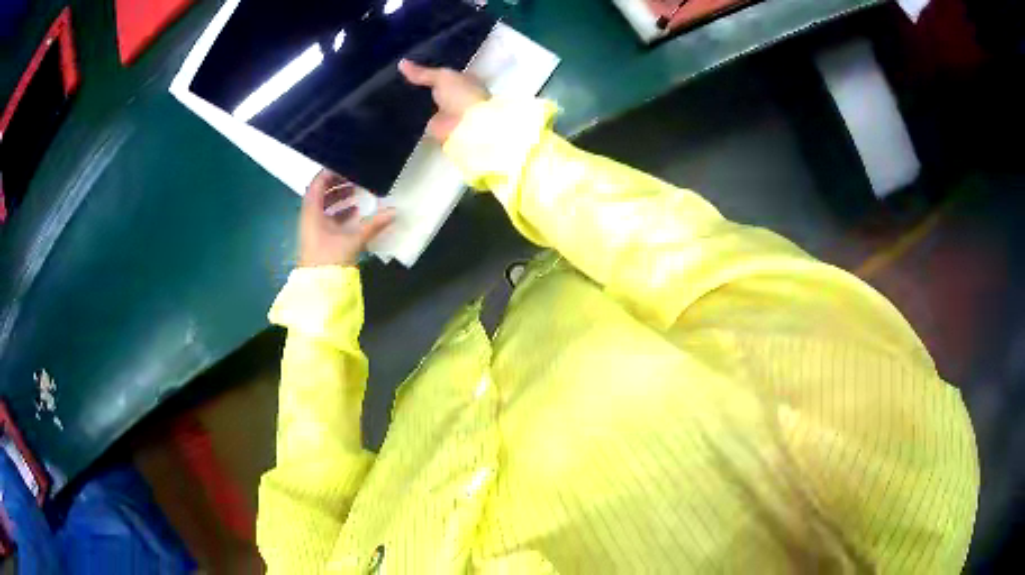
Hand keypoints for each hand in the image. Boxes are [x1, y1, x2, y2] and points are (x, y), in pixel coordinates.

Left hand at [299, 170, 394, 266]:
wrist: (318, 288)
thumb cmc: (330, 259)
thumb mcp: (353, 240)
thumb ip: (373, 225)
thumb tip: (394, 212)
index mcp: (312, 212)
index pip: (318, 183)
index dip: (331, 172)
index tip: (348, 166)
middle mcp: (310, 217)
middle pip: (321, 193)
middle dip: (338, 184)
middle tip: (356, 178)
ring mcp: (313, 229)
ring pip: (324, 206)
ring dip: (339, 198)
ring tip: (358, 194)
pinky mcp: (319, 239)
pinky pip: (327, 218)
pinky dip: (340, 212)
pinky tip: (355, 214)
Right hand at [398, 59, 488, 142]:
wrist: (466, 126)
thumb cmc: (461, 95)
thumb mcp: (441, 77)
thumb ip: (422, 72)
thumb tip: (401, 62)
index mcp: (464, 80)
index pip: (445, 72)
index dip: (430, 69)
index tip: (411, 66)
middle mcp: (456, 95)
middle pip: (434, 88)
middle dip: (420, 85)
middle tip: (397, 79)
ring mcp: (446, 112)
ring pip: (426, 103)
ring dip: (414, 101)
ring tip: (392, 93)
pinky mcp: (435, 127)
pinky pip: (420, 119)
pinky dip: (410, 116)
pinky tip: (396, 110)